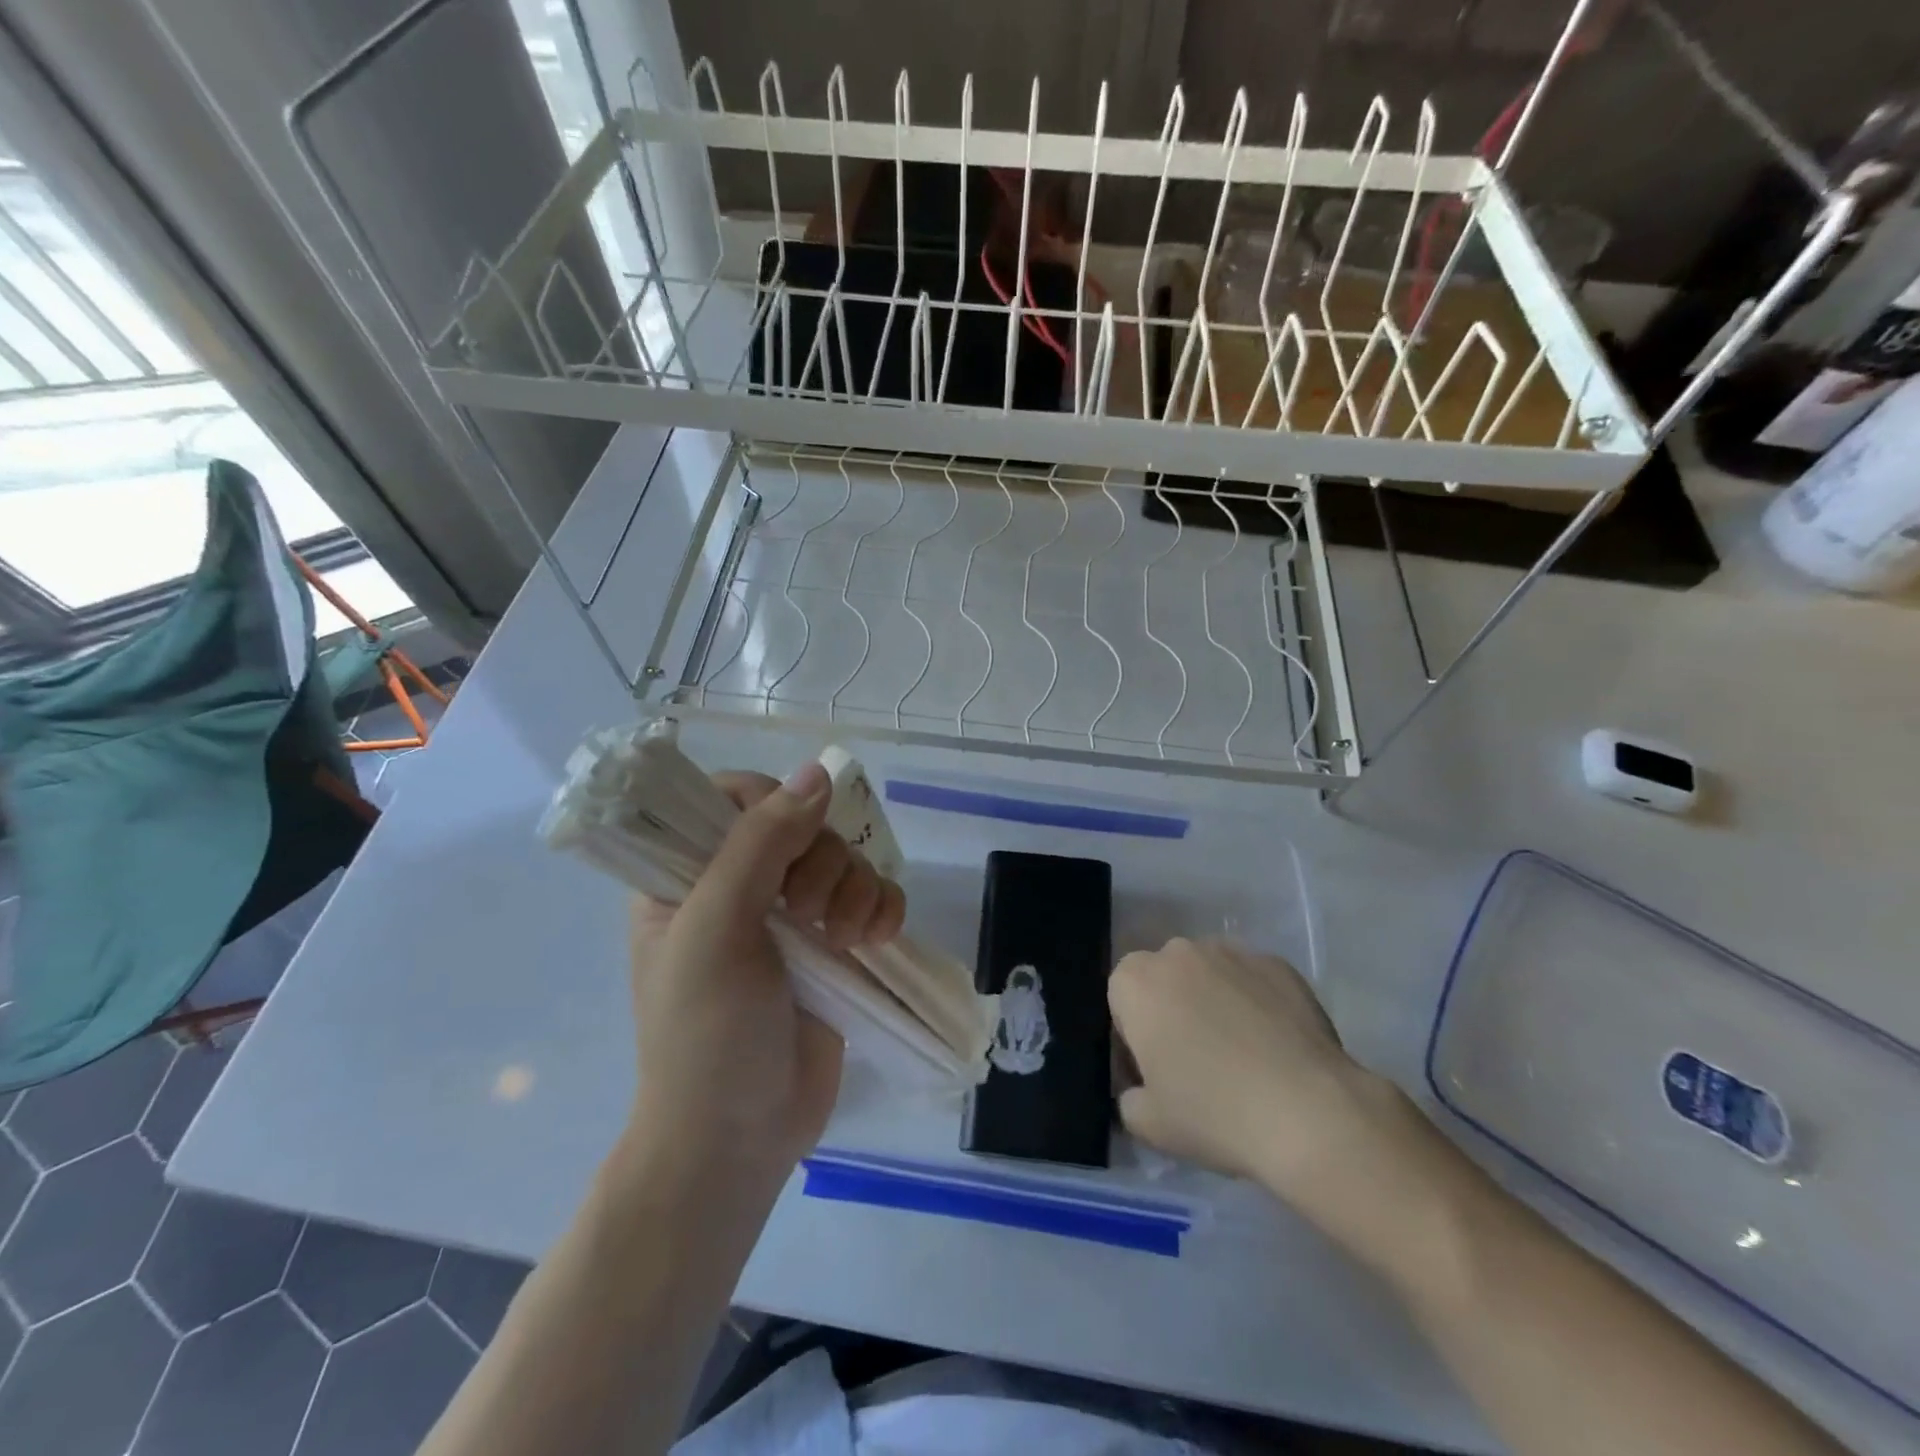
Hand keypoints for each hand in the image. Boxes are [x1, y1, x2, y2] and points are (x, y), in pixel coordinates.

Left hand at [624, 762, 904, 1193]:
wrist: (740, 1140)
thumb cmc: (707, 1034)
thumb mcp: (717, 928)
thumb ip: (761, 844)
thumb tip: (817, 772)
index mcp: (687, 875)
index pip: (731, 797)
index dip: (769, 805)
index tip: (787, 840)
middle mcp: (740, 886)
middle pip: (802, 825)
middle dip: (820, 862)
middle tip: (804, 914)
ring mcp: (791, 917)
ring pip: (844, 859)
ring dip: (856, 889)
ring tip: (845, 938)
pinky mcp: (834, 946)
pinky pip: (874, 896)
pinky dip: (884, 908)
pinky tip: (876, 938)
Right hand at [1109, 938, 1423, 1226]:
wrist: (1309, 1113)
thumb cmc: (1213, 1113)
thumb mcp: (1147, 1124)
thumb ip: (1127, 1098)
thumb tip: (1139, 1089)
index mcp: (1135, 981)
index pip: (1120, 1000)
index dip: (1133, 1037)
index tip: (1155, 1073)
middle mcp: (1178, 952)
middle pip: (1164, 980)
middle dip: (1172, 1011)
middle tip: (1196, 1063)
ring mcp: (1231, 952)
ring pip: (1208, 974)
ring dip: (1212, 1001)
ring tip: (1241, 1053)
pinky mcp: (1278, 964)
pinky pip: (1252, 981)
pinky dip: (1255, 1003)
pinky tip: (1274, 1046)